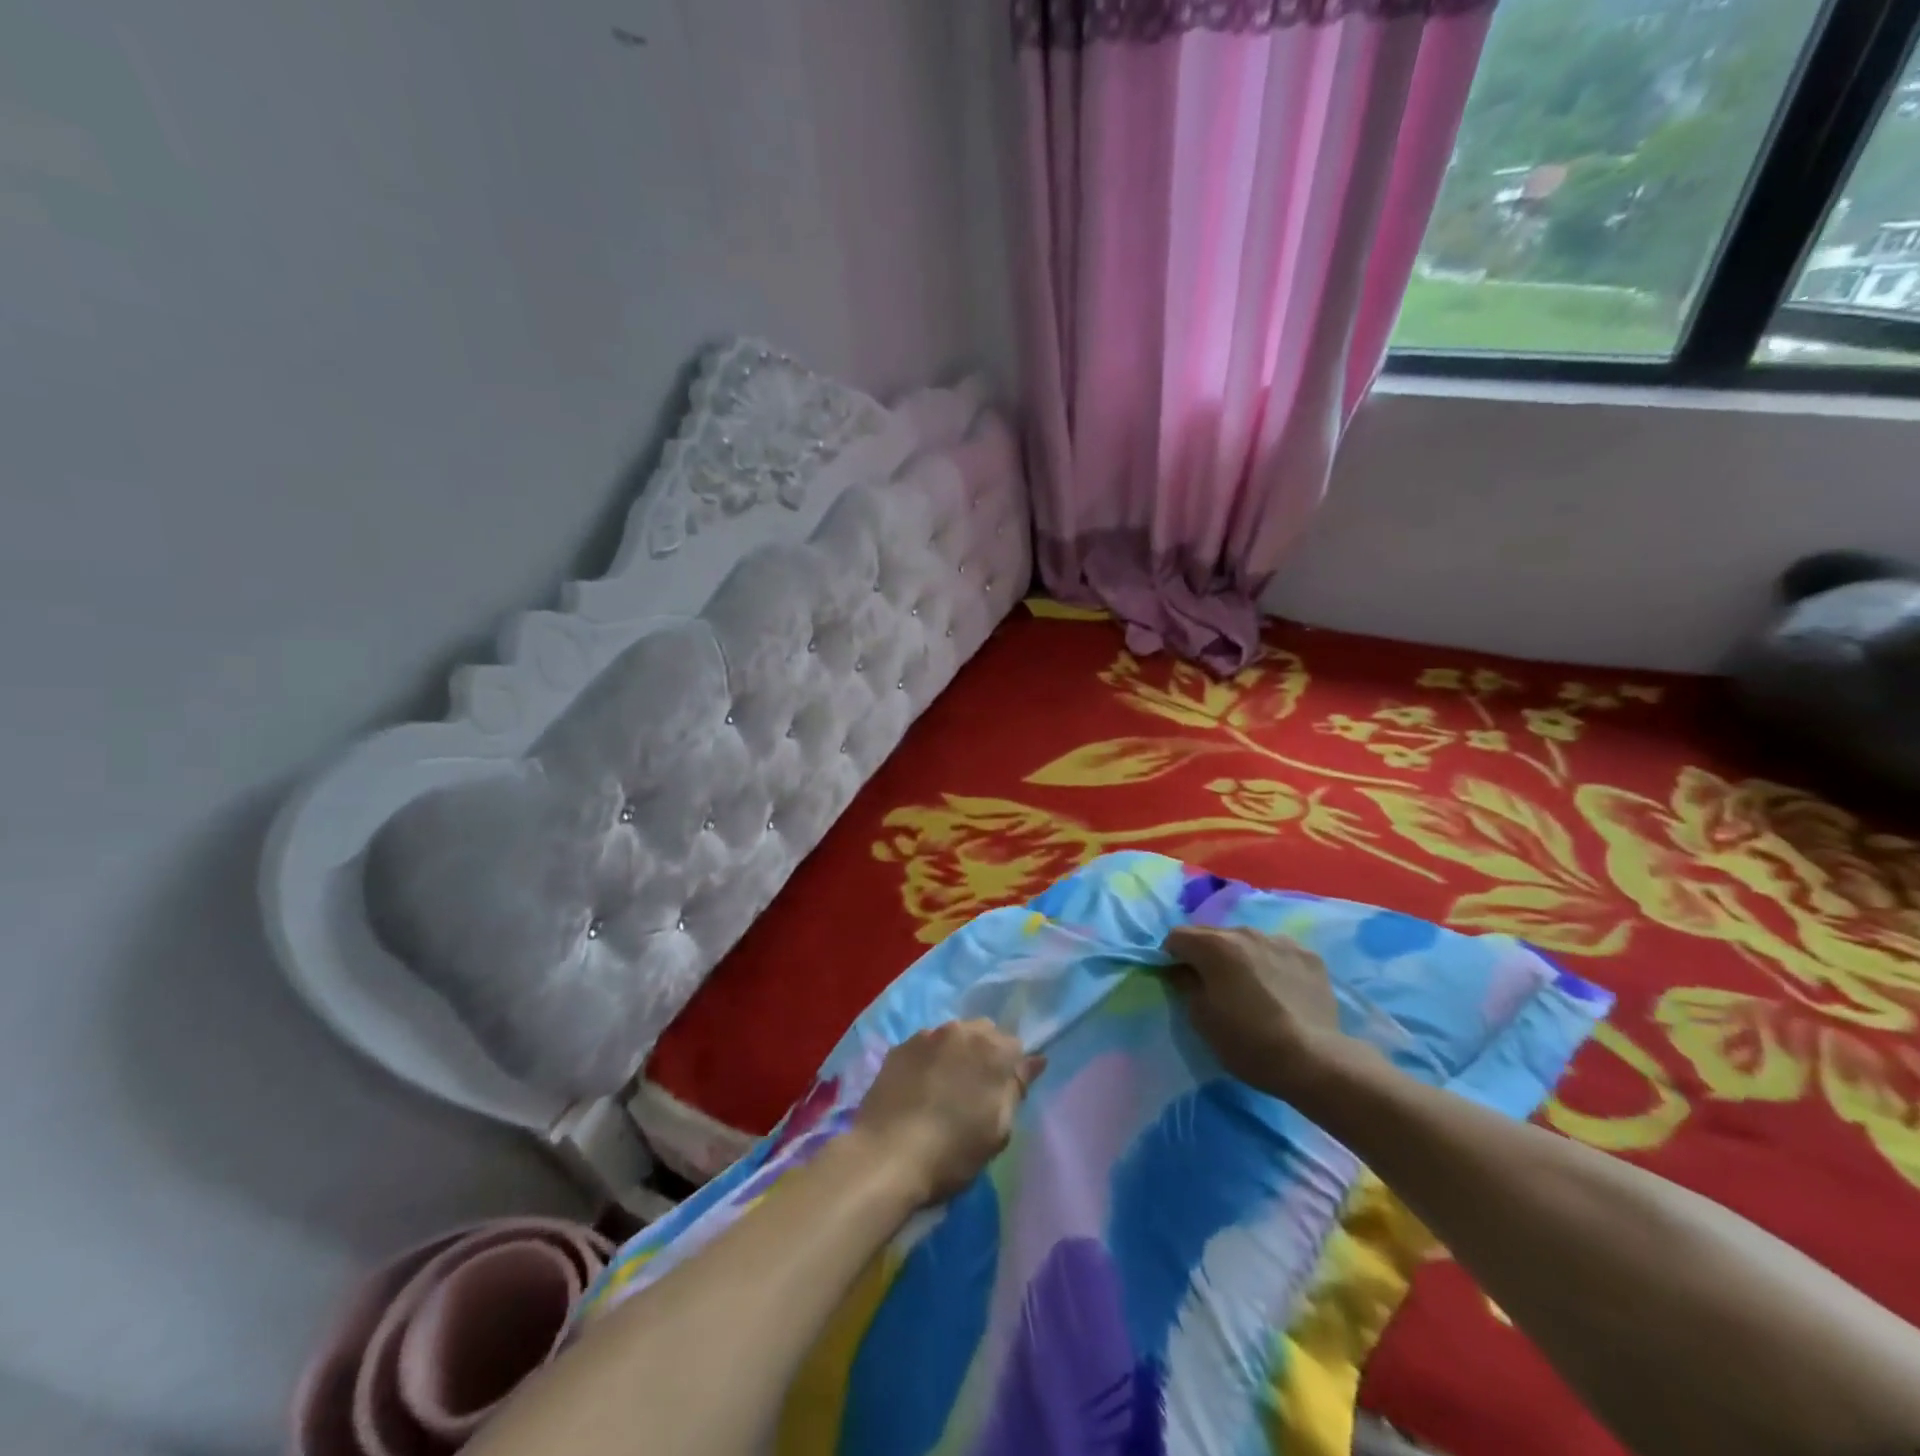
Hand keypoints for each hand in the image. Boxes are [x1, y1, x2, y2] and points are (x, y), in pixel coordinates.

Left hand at [851, 1021, 1044, 1205]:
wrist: (886, 1156)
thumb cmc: (952, 1151)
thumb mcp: (998, 1130)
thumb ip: (1016, 1089)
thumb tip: (1036, 1060)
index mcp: (992, 1050)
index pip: (1015, 1045)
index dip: (1010, 1069)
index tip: (1001, 1094)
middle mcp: (961, 1031)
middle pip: (983, 1032)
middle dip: (984, 1053)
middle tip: (974, 1090)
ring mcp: (926, 1036)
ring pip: (952, 1036)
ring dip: (954, 1054)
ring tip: (943, 1089)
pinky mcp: (898, 1047)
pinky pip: (923, 1046)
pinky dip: (927, 1060)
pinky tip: (918, 1089)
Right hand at [1161, 926, 1367, 1098]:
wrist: (1313, 1060)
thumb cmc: (1247, 1042)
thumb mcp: (1201, 1019)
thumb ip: (1185, 985)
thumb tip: (1182, 971)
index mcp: (1214, 946)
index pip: (1177, 936)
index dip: (1171, 956)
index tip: (1178, 980)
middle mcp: (1246, 933)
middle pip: (1213, 935)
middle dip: (1207, 955)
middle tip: (1214, 987)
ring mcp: (1281, 941)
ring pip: (1248, 942)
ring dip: (1241, 958)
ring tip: (1252, 989)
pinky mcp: (1309, 956)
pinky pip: (1279, 952)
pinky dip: (1272, 965)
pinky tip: (1281, 992)